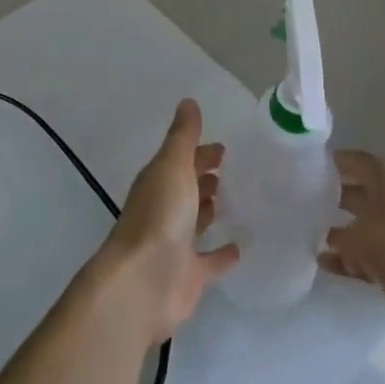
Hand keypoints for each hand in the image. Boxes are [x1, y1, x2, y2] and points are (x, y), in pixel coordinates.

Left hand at [99, 99, 239, 344]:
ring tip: (234, 199)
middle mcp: (165, 210)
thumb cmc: (159, 215)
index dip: (200, 153)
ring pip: (196, 221)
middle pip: (187, 188)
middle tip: (230, 170)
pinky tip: (240, 247)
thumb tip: (188, 101)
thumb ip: (183, 136)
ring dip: (210, 209)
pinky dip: (222, 254)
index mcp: (159, 182)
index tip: (223, 148)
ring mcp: (176, 244)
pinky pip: (210, 261)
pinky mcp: (189, 276)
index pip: (181, 160)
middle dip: (204, 177)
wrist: (144, 282)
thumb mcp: (172, 165)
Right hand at [318, 150, 384, 335]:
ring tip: (312, 242)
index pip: (360, 163)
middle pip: (361, 196)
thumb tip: (329, 238)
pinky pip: (372, 260)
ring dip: (342, 237)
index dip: (339, 162)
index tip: (313, 166)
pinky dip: (353, 263)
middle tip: (305, 205)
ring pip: (365, 231)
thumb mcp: (361, 238)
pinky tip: (330, 268)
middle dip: (335, 200)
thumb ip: (339, 236)